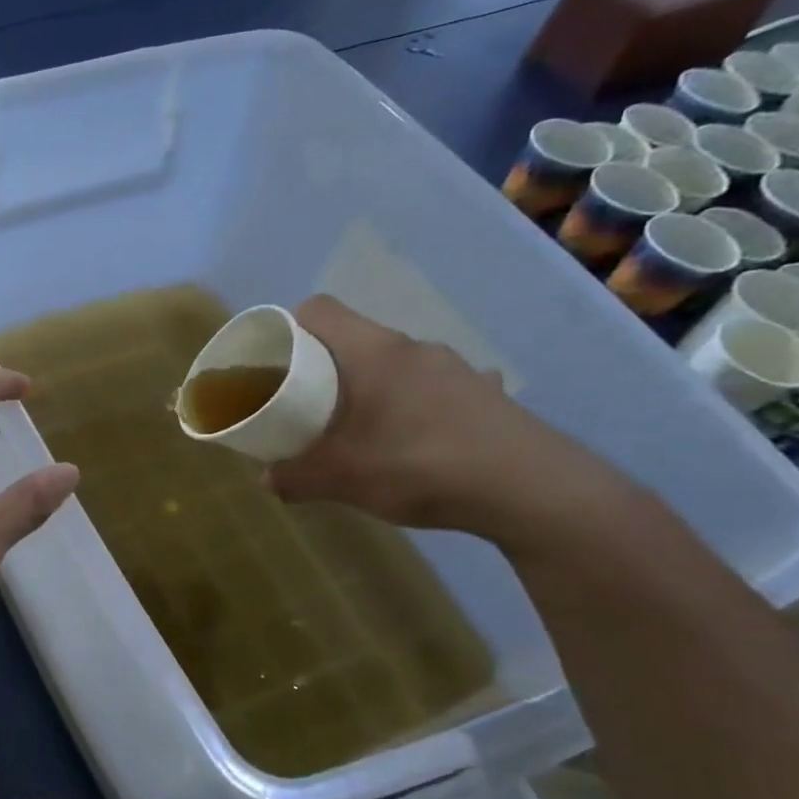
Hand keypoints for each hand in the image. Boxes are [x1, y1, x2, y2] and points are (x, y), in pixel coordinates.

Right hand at [263, 296, 630, 542]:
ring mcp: (454, 368)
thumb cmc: (420, 466)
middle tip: (305, 404)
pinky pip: (430, 388)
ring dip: (367, 388)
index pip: (319, 310)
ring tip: (358, 429)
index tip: (273, 360)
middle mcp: (413, 348)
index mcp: (373, 352)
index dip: (288, 327)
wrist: (532, 489)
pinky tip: (414, 439)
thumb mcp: (342, 479)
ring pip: (392, 365)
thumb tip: (267, 479)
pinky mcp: (482, 393)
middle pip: (353, 339)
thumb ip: (295, 477)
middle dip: (322, 367)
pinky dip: (410, 405)